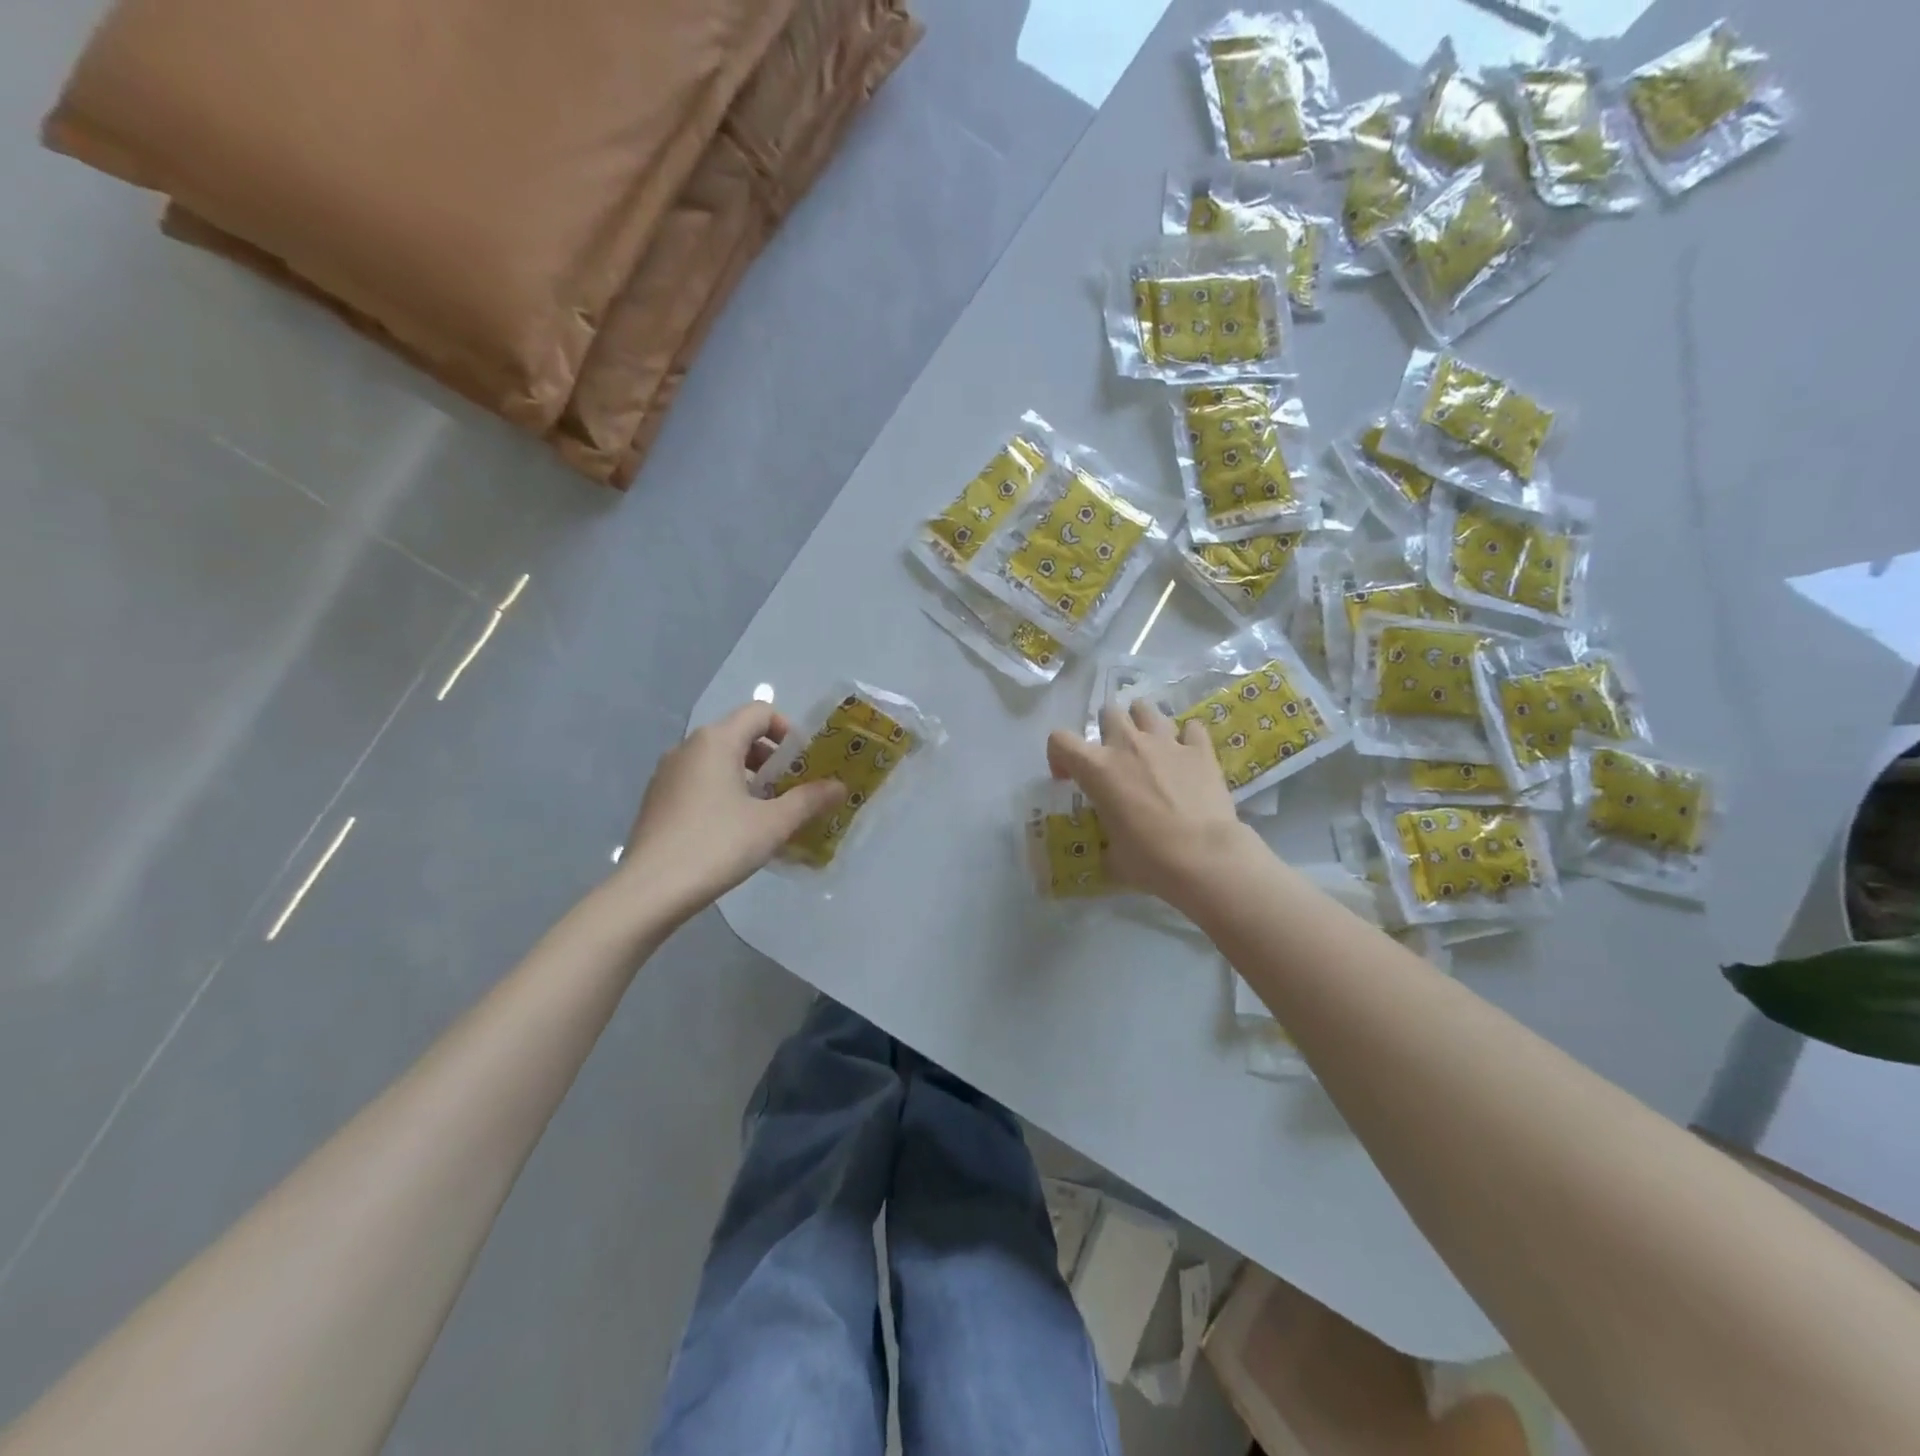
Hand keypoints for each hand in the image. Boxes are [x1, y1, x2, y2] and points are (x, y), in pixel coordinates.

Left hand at [618, 702, 845, 916]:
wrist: (650, 890)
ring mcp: (667, 773)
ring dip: (748, 777)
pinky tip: (733, 829)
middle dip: (771, 757)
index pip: (760, 712)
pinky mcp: (657, 799)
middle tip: (791, 789)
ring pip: (718, 760)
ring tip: (766, 812)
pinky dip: (722, 791)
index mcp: (716, 740)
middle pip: (739, 734)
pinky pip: (699, 781)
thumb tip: (841, 787)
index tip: (803, 764)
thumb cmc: (717, 845)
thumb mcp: (773, 823)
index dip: (788, 731)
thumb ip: (809, 800)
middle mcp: (688, 747)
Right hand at [1045, 699, 1257, 907]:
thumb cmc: (1149, 860)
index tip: (1068, 778)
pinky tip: (1187, 754)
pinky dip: (1187, 737)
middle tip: (1115, 757)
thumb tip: (1111, 848)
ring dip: (1142, 722)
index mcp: (1097, 769)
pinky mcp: (1200, 750)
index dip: (1058, 755)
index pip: (1060, 740)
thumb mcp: (1112, 854)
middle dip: (1107, 729)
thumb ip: (1106, 839)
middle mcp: (1128, 745)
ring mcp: (1166, 743)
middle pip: (1109, 712)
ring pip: (1146, 709)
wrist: (1204, 857)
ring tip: (1148, 745)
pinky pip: (1191, 727)